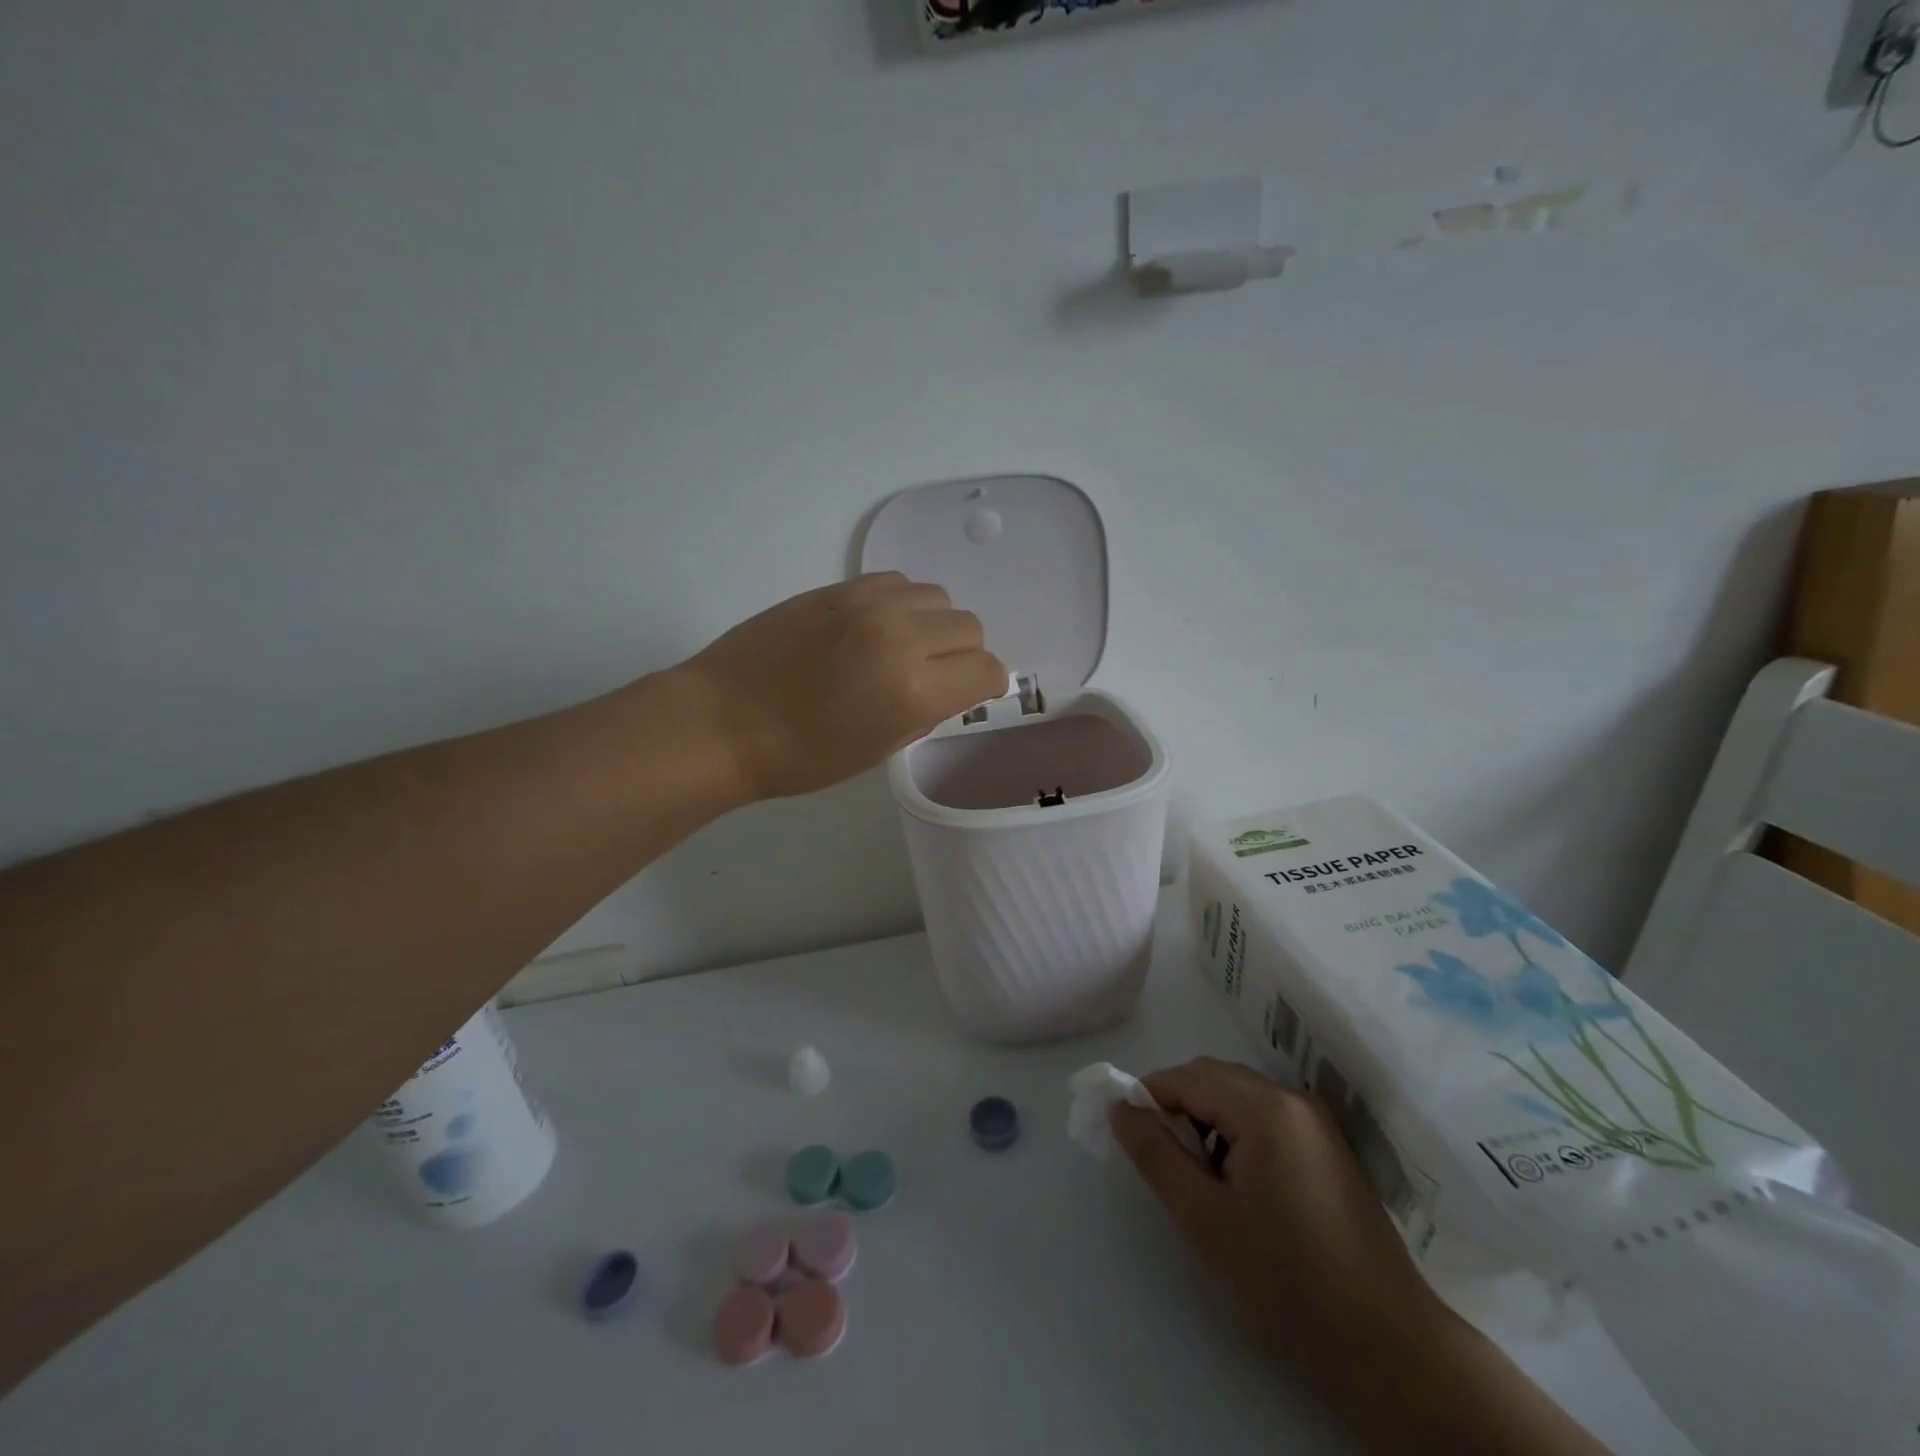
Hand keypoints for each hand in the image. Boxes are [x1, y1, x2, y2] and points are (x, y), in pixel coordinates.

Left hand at [675, 573, 1006, 800]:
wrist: (723, 721)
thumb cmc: (801, 756)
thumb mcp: (877, 750)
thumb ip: (925, 712)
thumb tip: (948, 687)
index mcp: (914, 690)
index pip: (987, 669)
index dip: (984, 685)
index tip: (968, 693)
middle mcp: (900, 637)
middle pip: (969, 627)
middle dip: (962, 654)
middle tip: (932, 674)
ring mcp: (867, 605)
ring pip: (937, 597)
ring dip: (932, 624)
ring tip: (901, 647)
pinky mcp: (838, 588)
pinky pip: (897, 582)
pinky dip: (900, 603)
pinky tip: (873, 627)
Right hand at [1111, 1057, 1448, 1369]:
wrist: (1388, 1346)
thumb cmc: (1286, 1281)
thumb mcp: (1204, 1218)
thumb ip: (1155, 1154)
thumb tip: (1119, 1108)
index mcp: (1264, 1108)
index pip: (1187, 1078)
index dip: (1149, 1097)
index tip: (1127, 1132)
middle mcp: (1291, 1098)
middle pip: (1214, 1077)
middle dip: (1177, 1105)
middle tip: (1158, 1157)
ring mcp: (1315, 1121)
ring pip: (1239, 1094)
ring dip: (1206, 1118)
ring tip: (1197, 1175)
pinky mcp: (1327, 1146)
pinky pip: (1265, 1116)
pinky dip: (1236, 1131)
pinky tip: (1236, 1182)